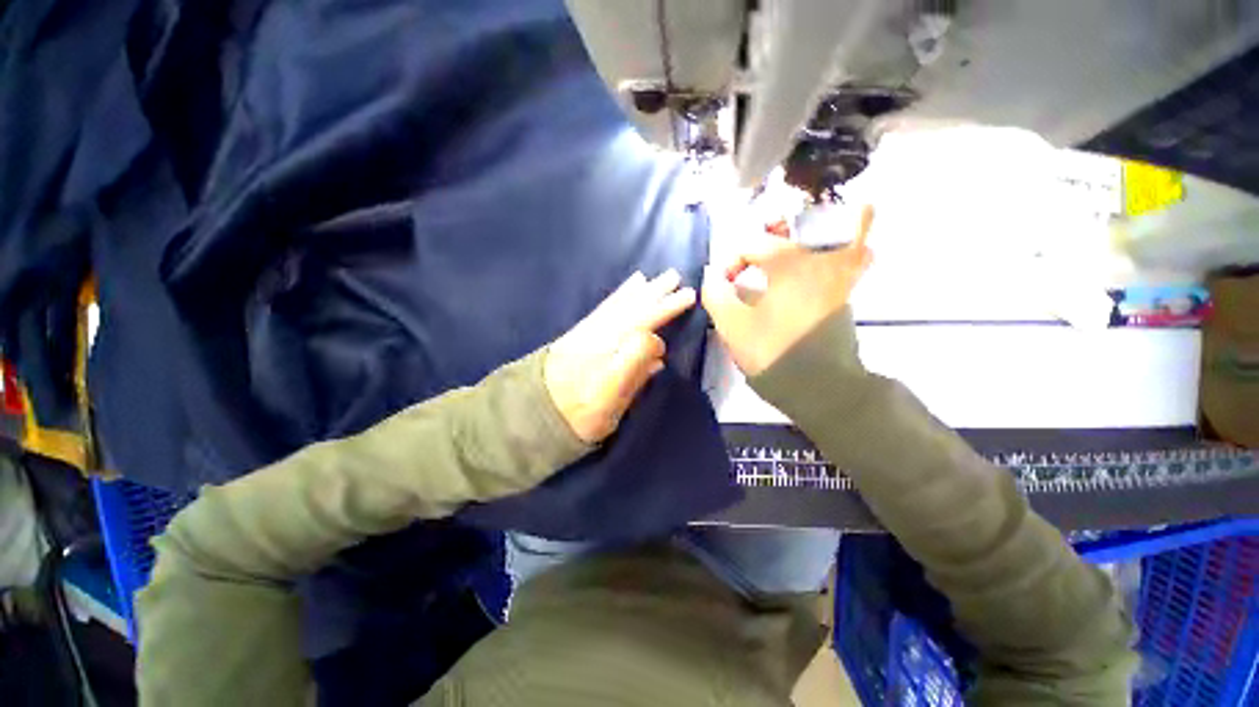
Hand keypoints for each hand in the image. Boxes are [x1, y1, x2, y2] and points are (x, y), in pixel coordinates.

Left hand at [545, 270, 696, 442]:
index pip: (644, 327)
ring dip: (641, 291)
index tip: (688, 299)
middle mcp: (600, 338)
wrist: (537, 411)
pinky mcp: (581, 330)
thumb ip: (636, 372)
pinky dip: (620, 295)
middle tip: (676, 277)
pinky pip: (605, 307)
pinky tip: (633, 286)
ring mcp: (589, 332)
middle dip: (656, 295)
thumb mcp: (611, 404)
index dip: (666, 311)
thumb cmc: (581, 414)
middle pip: (633, 311)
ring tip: (659, 278)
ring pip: (620, 305)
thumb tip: (659, 347)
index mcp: (611, 357)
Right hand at [702, 205, 873, 375]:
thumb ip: (716, 294)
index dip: (730, 262)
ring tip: (796, 238)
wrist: (820, 388)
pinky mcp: (846, 294)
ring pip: (839, 234)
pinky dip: (851, 248)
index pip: (751, 245)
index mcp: (787, 264)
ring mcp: (838, 275)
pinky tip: (835, 252)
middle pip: (797, 228)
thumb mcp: (732, 326)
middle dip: (772, 232)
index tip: (723, 286)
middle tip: (758, 247)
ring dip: (816, 231)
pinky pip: (856, 258)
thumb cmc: (772, 352)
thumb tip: (712, 274)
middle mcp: (818, 260)